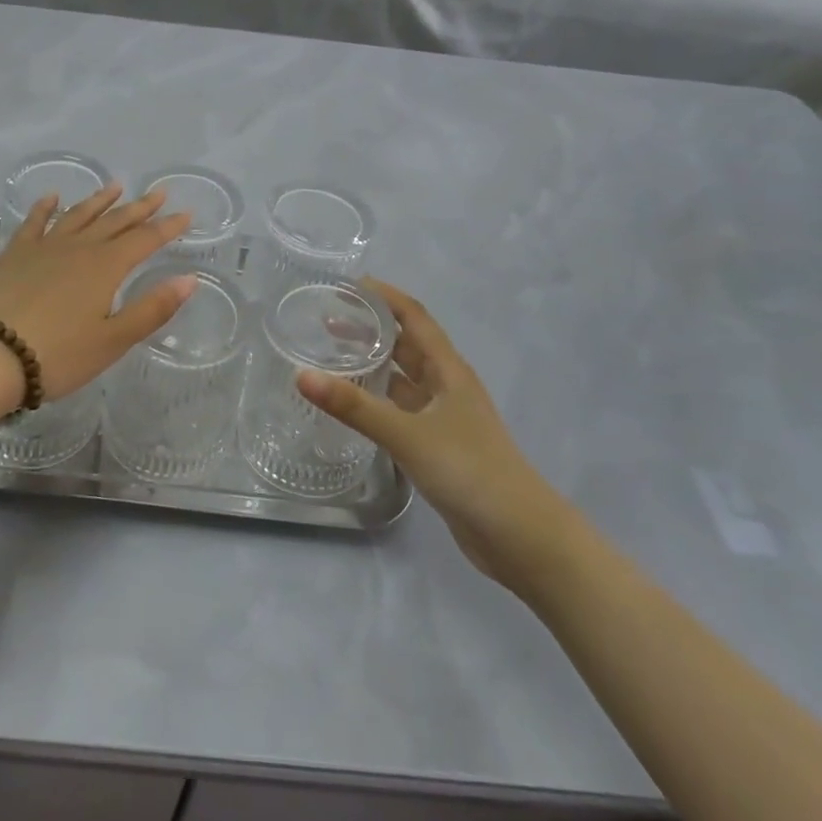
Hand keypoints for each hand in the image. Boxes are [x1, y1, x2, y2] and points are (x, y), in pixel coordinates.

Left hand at [0, 185, 195, 400]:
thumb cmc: (58, 355)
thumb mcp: (113, 340)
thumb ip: (153, 308)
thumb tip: (189, 279)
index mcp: (106, 267)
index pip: (145, 239)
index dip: (167, 227)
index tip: (185, 214)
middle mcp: (78, 247)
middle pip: (115, 221)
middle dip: (139, 207)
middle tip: (158, 193)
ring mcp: (44, 247)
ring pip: (78, 215)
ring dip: (99, 200)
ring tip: (115, 186)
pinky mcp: (15, 254)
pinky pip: (35, 222)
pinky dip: (45, 207)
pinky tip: (52, 197)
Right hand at [297, 278, 579, 591]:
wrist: (520, 536)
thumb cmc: (469, 470)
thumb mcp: (407, 434)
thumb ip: (354, 407)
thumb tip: (302, 375)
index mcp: (448, 370)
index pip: (414, 317)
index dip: (385, 296)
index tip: (348, 284)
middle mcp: (447, 386)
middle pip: (407, 344)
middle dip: (372, 329)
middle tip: (328, 320)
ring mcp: (444, 417)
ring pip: (403, 379)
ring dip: (374, 364)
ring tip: (332, 357)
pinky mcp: (439, 446)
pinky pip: (402, 410)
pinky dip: (378, 401)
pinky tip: (353, 407)